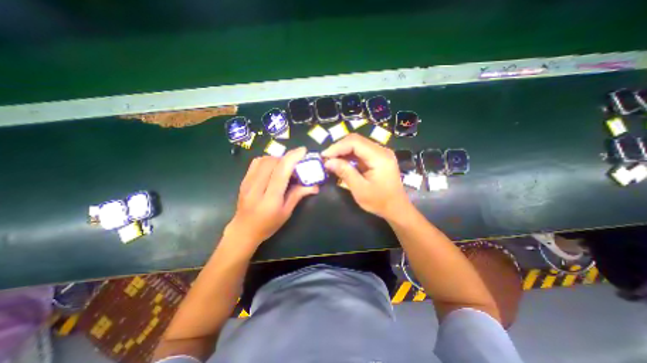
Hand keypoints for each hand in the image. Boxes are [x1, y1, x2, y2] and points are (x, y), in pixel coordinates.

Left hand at [225, 147, 318, 245]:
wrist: (244, 230)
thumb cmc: (268, 225)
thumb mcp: (286, 212)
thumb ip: (298, 195)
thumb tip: (315, 185)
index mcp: (270, 199)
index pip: (281, 172)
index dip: (292, 158)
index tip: (303, 151)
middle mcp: (256, 188)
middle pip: (272, 162)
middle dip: (287, 158)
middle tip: (296, 164)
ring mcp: (247, 182)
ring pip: (264, 160)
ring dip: (278, 159)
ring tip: (285, 166)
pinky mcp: (243, 180)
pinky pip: (256, 162)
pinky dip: (268, 160)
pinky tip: (273, 167)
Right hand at [324, 134, 407, 217]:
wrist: (396, 208)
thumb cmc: (380, 202)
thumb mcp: (360, 189)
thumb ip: (345, 172)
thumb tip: (328, 162)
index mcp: (380, 157)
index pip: (355, 142)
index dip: (337, 147)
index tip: (324, 156)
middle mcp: (381, 150)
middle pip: (356, 140)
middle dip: (339, 148)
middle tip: (326, 159)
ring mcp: (380, 153)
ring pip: (357, 145)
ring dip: (343, 151)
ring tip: (331, 161)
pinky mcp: (378, 158)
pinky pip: (361, 152)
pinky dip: (349, 156)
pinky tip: (341, 162)